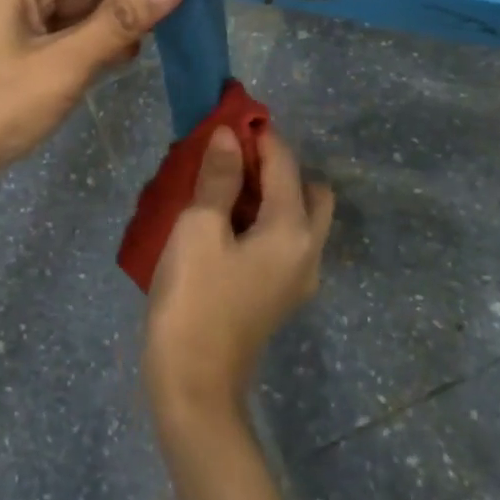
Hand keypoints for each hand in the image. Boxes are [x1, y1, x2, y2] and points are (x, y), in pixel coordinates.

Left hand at [0, 0, 182, 204]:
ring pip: (71, 14)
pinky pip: (55, 38)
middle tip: (184, 17)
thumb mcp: (64, 64)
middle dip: (128, 1)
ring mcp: (5, 23)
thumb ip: (119, 21)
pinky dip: (85, 47)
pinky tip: (117, 61)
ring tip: (163, 40)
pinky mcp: (4, 53)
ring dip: (109, 27)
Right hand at [144, 125, 335, 436]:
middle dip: (275, 165)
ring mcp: (296, 278)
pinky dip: (262, 221)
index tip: (230, 113)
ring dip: (268, 193)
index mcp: (293, 230)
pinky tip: (223, 221)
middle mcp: (307, 251)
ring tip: (222, 184)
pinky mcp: (278, 295)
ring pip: (296, 218)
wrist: (192, 386)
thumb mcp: (198, 229)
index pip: (285, 163)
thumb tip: (228, 136)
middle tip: (231, 158)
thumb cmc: (193, 300)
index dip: (259, 134)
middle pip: (306, 190)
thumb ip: (218, 178)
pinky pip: (281, 241)